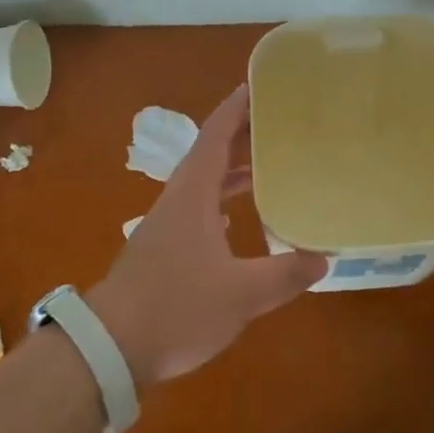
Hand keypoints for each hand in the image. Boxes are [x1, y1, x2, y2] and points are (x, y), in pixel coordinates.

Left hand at [88, 86, 326, 386]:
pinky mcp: (164, 248)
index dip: (237, 107)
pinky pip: (200, 208)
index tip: (261, 86)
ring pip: (205, 182)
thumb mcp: (240, 295)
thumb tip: (323, 258)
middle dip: (243, 134)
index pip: (216, 134)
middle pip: (212, 153)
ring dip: (235, 169)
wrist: (110, 347)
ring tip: (271, 164)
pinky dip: (224, 201)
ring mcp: (168, 224)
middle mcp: (179, 199)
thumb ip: (284, 275)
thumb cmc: (176, 308)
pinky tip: (240, 220)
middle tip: (281, 123)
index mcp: (193, 193)